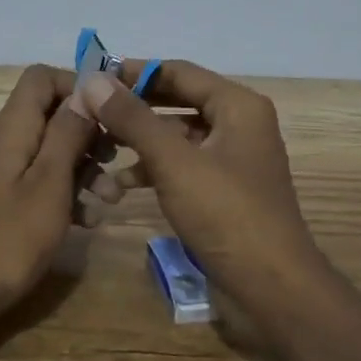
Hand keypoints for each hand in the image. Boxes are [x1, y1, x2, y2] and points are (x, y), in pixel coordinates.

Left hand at [0, 64, 96, 346]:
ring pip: (44, 151)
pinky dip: (60, 192)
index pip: (40, 78)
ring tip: (110, 200)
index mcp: (9, 129)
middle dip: (87, 135)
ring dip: (80, 168)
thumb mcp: (49, 185)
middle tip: (117, 163)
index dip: (77, 87)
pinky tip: (85, 221)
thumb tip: (87, 88)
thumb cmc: (7, 240)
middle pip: (47, 115)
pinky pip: (33, 180)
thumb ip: (68, 133)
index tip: (110, 115)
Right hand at [76, 60, 321, 297]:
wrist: (271, 288)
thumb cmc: (226, 214)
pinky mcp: (223, 190)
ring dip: (139, 141)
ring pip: (176, 136)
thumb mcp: (174, 162)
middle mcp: (238, 124)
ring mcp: (232, 159)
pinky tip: (120, 185)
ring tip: (98, 148)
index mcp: (238, 105)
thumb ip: (132, 118)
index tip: (92, 77)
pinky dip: (153, 169)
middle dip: (133, 108)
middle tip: (89, 111)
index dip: (134, 72)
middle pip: (176, 102)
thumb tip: (94, 80)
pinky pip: (182, 165)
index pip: (178, 72)